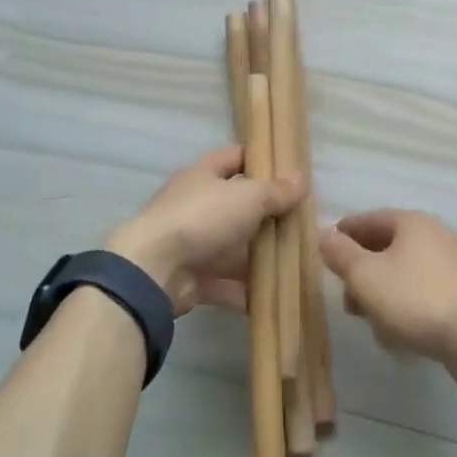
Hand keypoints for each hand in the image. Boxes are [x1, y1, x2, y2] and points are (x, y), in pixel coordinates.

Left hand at [106, 146, 304, 315]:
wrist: (154, 270)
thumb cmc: (202, 218)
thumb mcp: (248, 197)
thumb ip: (276, 191)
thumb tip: (301, 179)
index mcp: (204, 175)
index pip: (235, 157)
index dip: (261, 160)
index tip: (291, 172)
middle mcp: (197, 206)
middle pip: (238, 206)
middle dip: (268, 217)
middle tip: (303, 225)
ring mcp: (193, 243)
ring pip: (234, 248)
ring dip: (260, 258)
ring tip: (296, 266)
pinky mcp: (192, 278)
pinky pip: (226, 283)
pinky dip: (246, 292)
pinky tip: (274, 299)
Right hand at [319, 210, 456, 373]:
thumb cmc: (413, 299)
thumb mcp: (364, 276)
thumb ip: (340, 253)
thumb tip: (324, 234)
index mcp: (412, 222)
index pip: (369, 219)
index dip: (344, 234)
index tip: (325, 251)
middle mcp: (437, 234)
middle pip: (388, 247)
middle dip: (363, 272)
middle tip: (347, 297)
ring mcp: (455, 264)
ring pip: (406, 272)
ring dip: (384, 292)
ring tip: (370, 321)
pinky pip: (425, 292)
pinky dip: (407, 305)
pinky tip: (398, 332)